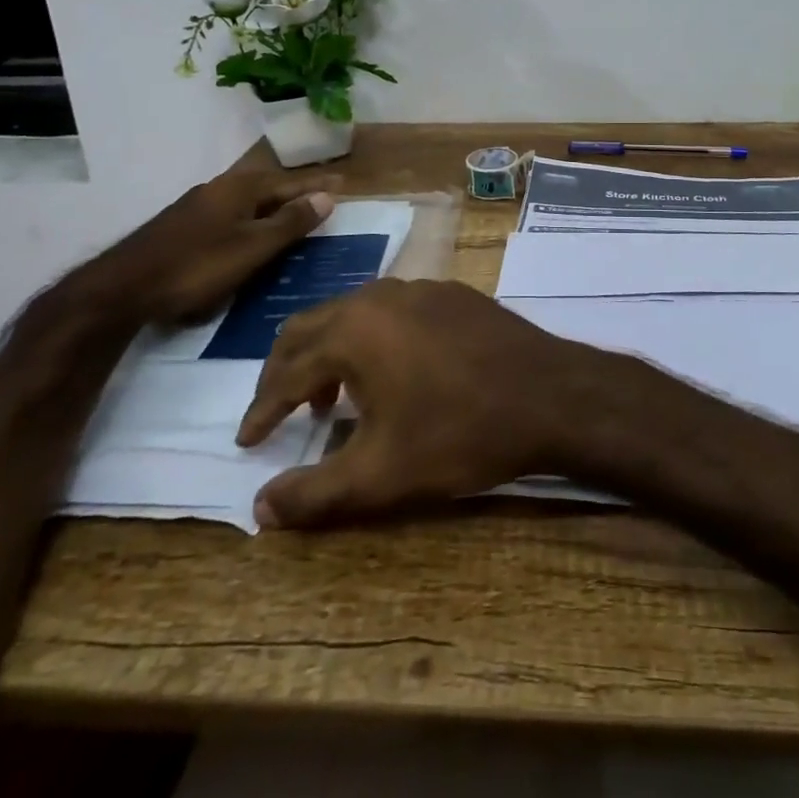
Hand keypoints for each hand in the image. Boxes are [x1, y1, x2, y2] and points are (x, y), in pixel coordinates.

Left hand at [57, 153, 339, 329]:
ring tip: (292, 216)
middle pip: (267, 187)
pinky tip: (250, 234)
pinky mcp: (182, 227)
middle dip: (295, 192)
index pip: (290, 182)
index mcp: (240, 188)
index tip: (344, 182)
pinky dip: (251, 220)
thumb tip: (327, 195)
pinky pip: (230, 215)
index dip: (317, 184)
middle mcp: (219, 189)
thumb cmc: (196, 266)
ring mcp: (197, 206)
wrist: (122, 289)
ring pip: (246, 201)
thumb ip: (290, 222)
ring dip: (272, 207)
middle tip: (322, 198)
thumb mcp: (253, 248)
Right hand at [236, 279, 600, 527]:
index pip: (287, 369)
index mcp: (355, 329)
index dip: (261, 409)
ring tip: (329, 399)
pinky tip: (390, 373)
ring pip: (355, 313)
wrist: (551, 394)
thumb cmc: (461, 432)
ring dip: (331, 353)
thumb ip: (314, 493)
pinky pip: (394, 311)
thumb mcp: (381, 474)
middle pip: (313, 326)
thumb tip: (259, 509)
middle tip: (278, 413)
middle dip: (287, 370)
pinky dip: (372, 340)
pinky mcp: (454, 294)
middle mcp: (382, 296)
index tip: (247, 442)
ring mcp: (422, 288)